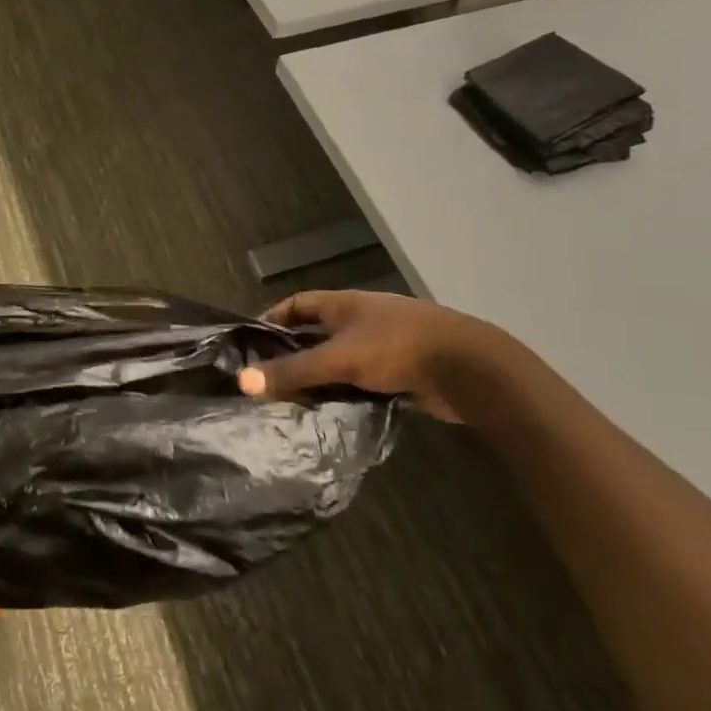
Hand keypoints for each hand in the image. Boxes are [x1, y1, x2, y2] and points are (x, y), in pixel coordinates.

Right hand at [238, 289, 496, 420]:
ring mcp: (385, 342)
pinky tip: (333, 408)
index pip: (297, 303)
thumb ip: (293, 371)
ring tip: (293, 398)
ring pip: (341, 357)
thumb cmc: (397, 349)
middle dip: (293, 351)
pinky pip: (363, 377)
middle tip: (267, 377)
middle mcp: (362, 317)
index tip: (250, 343)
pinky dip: (346, 389)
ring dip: (320, 374)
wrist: (468, 368)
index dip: (272, 318)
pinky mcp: (403, 368)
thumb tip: (243, 381)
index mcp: (344, 303)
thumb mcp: (338, 359)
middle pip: (317, 331)